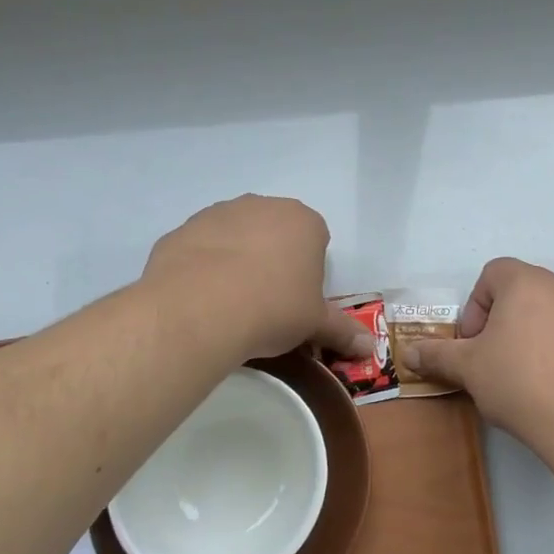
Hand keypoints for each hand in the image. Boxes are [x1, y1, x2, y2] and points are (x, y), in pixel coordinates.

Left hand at [141, 195, 373, 360]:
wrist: (199, 309)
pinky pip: (201, 246)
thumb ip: (343, 331)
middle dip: (273, 259)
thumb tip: (370, 348)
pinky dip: (202, 265)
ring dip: (236, 259)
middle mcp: (263, 206)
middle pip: (275, 232)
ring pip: (236, 235)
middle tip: (266, 301)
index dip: (308, 271)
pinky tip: (199, 297)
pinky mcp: (183, 228)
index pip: (316, 240)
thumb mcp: (314, 324)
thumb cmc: (273, 309)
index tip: (297, 299)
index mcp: (304, 221)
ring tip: (229, 302)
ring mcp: (220, 213)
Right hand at [402, 258, 553, 443]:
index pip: (492, 274)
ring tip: (524, 381)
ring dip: (530, 339)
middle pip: (521, 294)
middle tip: (493, 363)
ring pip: (548, 317)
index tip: (474, 344)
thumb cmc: (521, 382)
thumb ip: (437, 355)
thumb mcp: (469, 369)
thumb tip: (408, 353)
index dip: (475, 307)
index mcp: (526, 282)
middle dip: (501, 325)